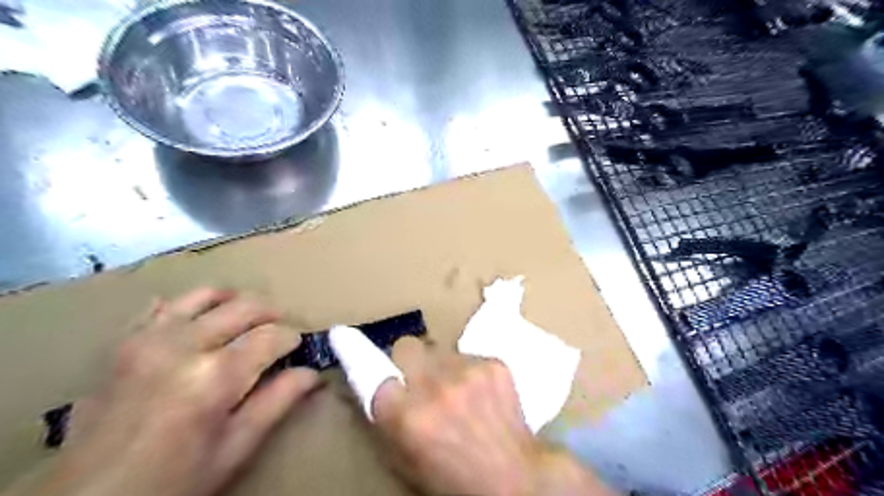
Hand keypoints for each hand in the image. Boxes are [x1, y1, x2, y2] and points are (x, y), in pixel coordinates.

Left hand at [35, 289, 323, 495]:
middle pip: (245, 306)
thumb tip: (312, 373)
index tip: (297, 350)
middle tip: (279, 331)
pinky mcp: (124, 343)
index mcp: (216, 375)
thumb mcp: (236, 448)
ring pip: (205, 295)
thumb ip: (277, 402)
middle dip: (271, 314)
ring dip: (234, 300)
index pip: (273, 335)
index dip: (292, 339)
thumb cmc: (174, 480)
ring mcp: (149, 339)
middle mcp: (184, 345)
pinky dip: (187, 306)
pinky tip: (197, 322)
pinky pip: (160, 306)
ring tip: (246, 319)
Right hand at [371, 338, 612, 495]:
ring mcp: (467, 371)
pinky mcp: (494, 364)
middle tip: (419, 377)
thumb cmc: (453, 478)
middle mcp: (434, 387)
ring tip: (455, 389)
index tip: (357, 345)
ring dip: (441, 366)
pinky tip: (480, 392)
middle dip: (407, 359)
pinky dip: (468, 370)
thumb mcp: (406, 459)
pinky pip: (468, 355)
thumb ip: (387, 420)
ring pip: (440, 349)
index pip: (373, 371)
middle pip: (406, 345)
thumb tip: (377, 386)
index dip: (370, 364)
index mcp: (406, 417)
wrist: (514, 479)